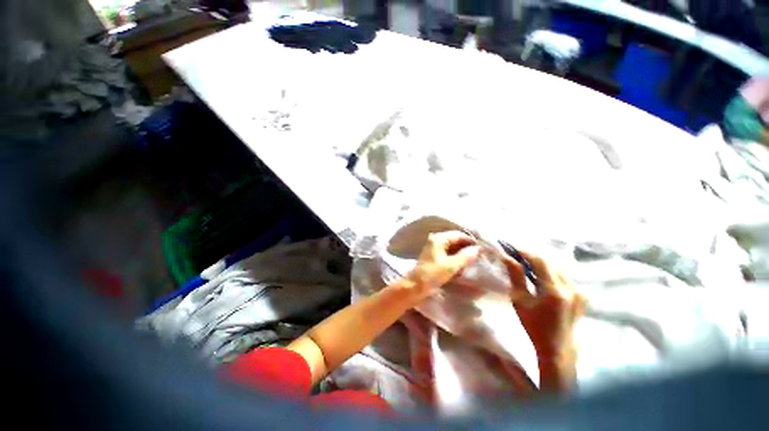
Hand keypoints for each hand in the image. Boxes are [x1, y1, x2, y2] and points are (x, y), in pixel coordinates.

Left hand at [405, 231, 481, 301]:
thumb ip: (466, 256)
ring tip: (474, 259)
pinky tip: (463, 263)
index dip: (471, 241)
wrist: (416, 285)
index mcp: (439, 238)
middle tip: (480, 254)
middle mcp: (436, 239)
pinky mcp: (434, 255)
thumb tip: (478, 249)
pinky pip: (448, 252)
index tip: (482, 248)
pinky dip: (456, 256)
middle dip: (467, 246)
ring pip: (452, 246)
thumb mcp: (451, 266)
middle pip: (455, 239)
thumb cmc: (433, 274)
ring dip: (462, 252)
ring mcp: (434, 247)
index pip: (459, 235)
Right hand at [503, 250, 585, 358]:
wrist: (557, 348)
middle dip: (532, 256)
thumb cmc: (534, 325)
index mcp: (555, 291)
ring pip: (558, 268)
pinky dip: (551, 272)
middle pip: (550, 262)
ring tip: (527, 266)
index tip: (511, 248)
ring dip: (541, 264)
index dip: (525, 252)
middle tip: (517, 256)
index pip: (540, 261)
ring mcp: (579, 291)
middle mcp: (571, 288)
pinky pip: (564, 276)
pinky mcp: (582, 295)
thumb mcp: (520, 300)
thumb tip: (507, 257)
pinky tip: (541, 278)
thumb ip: (515, 276)